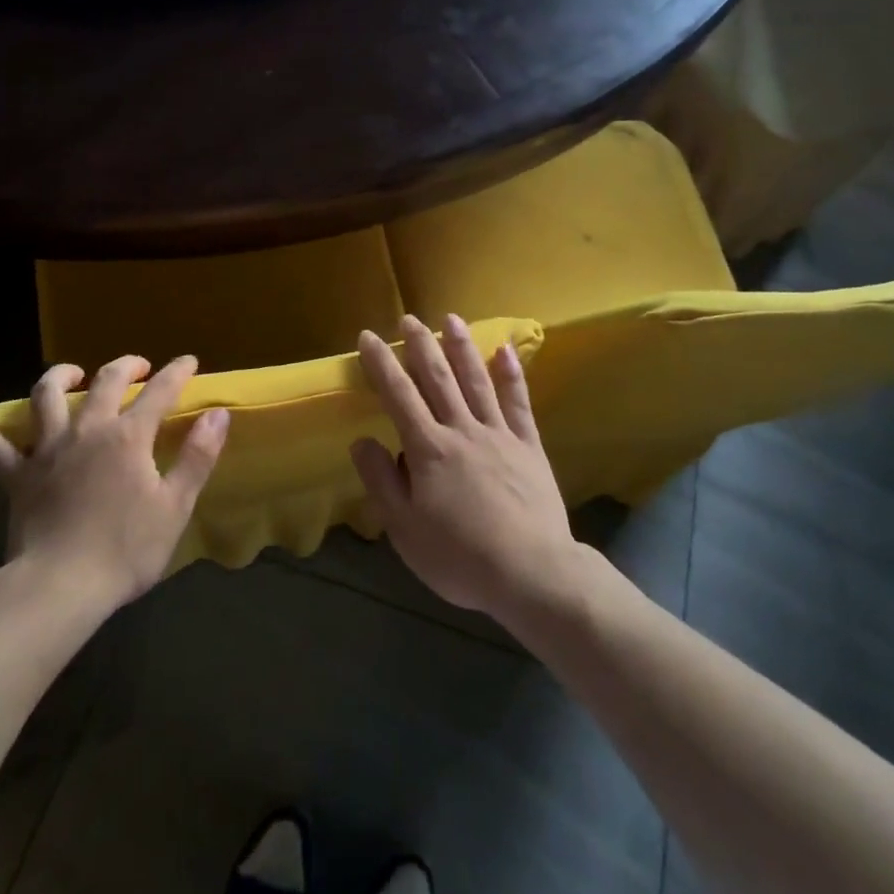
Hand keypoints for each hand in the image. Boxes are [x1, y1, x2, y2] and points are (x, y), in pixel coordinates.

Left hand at [0, 355, 229, 615]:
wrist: (60, 588)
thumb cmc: (125, 550)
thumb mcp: (175, 506)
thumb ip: (198, 456)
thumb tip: (217, 413)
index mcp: (128, 437)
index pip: (160, 392)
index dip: (177, 373)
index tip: (189, 362)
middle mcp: (87, 430)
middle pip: (105, 382)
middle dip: (125, 366)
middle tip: (139, 366)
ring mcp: (46, 449)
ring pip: (47, 397)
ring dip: (60, 376)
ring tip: (71, 372)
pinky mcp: (15, 475)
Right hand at [351, 315, 577, 620]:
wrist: (531, 574)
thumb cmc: (459, 557)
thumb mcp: (405, 529)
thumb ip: (382, 481)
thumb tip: (361, 440)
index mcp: (428, 450)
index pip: (398, 396)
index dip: (381, 364)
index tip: (368, 337)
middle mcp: (462, 430)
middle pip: (438, 379)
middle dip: (421, 346)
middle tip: (409, 319)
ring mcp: (499, 435)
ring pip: (477, 381)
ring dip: (462, 348)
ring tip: (452, 319)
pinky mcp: (529, 446)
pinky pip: (519, 403)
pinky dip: (511, 375)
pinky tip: (505, 351)